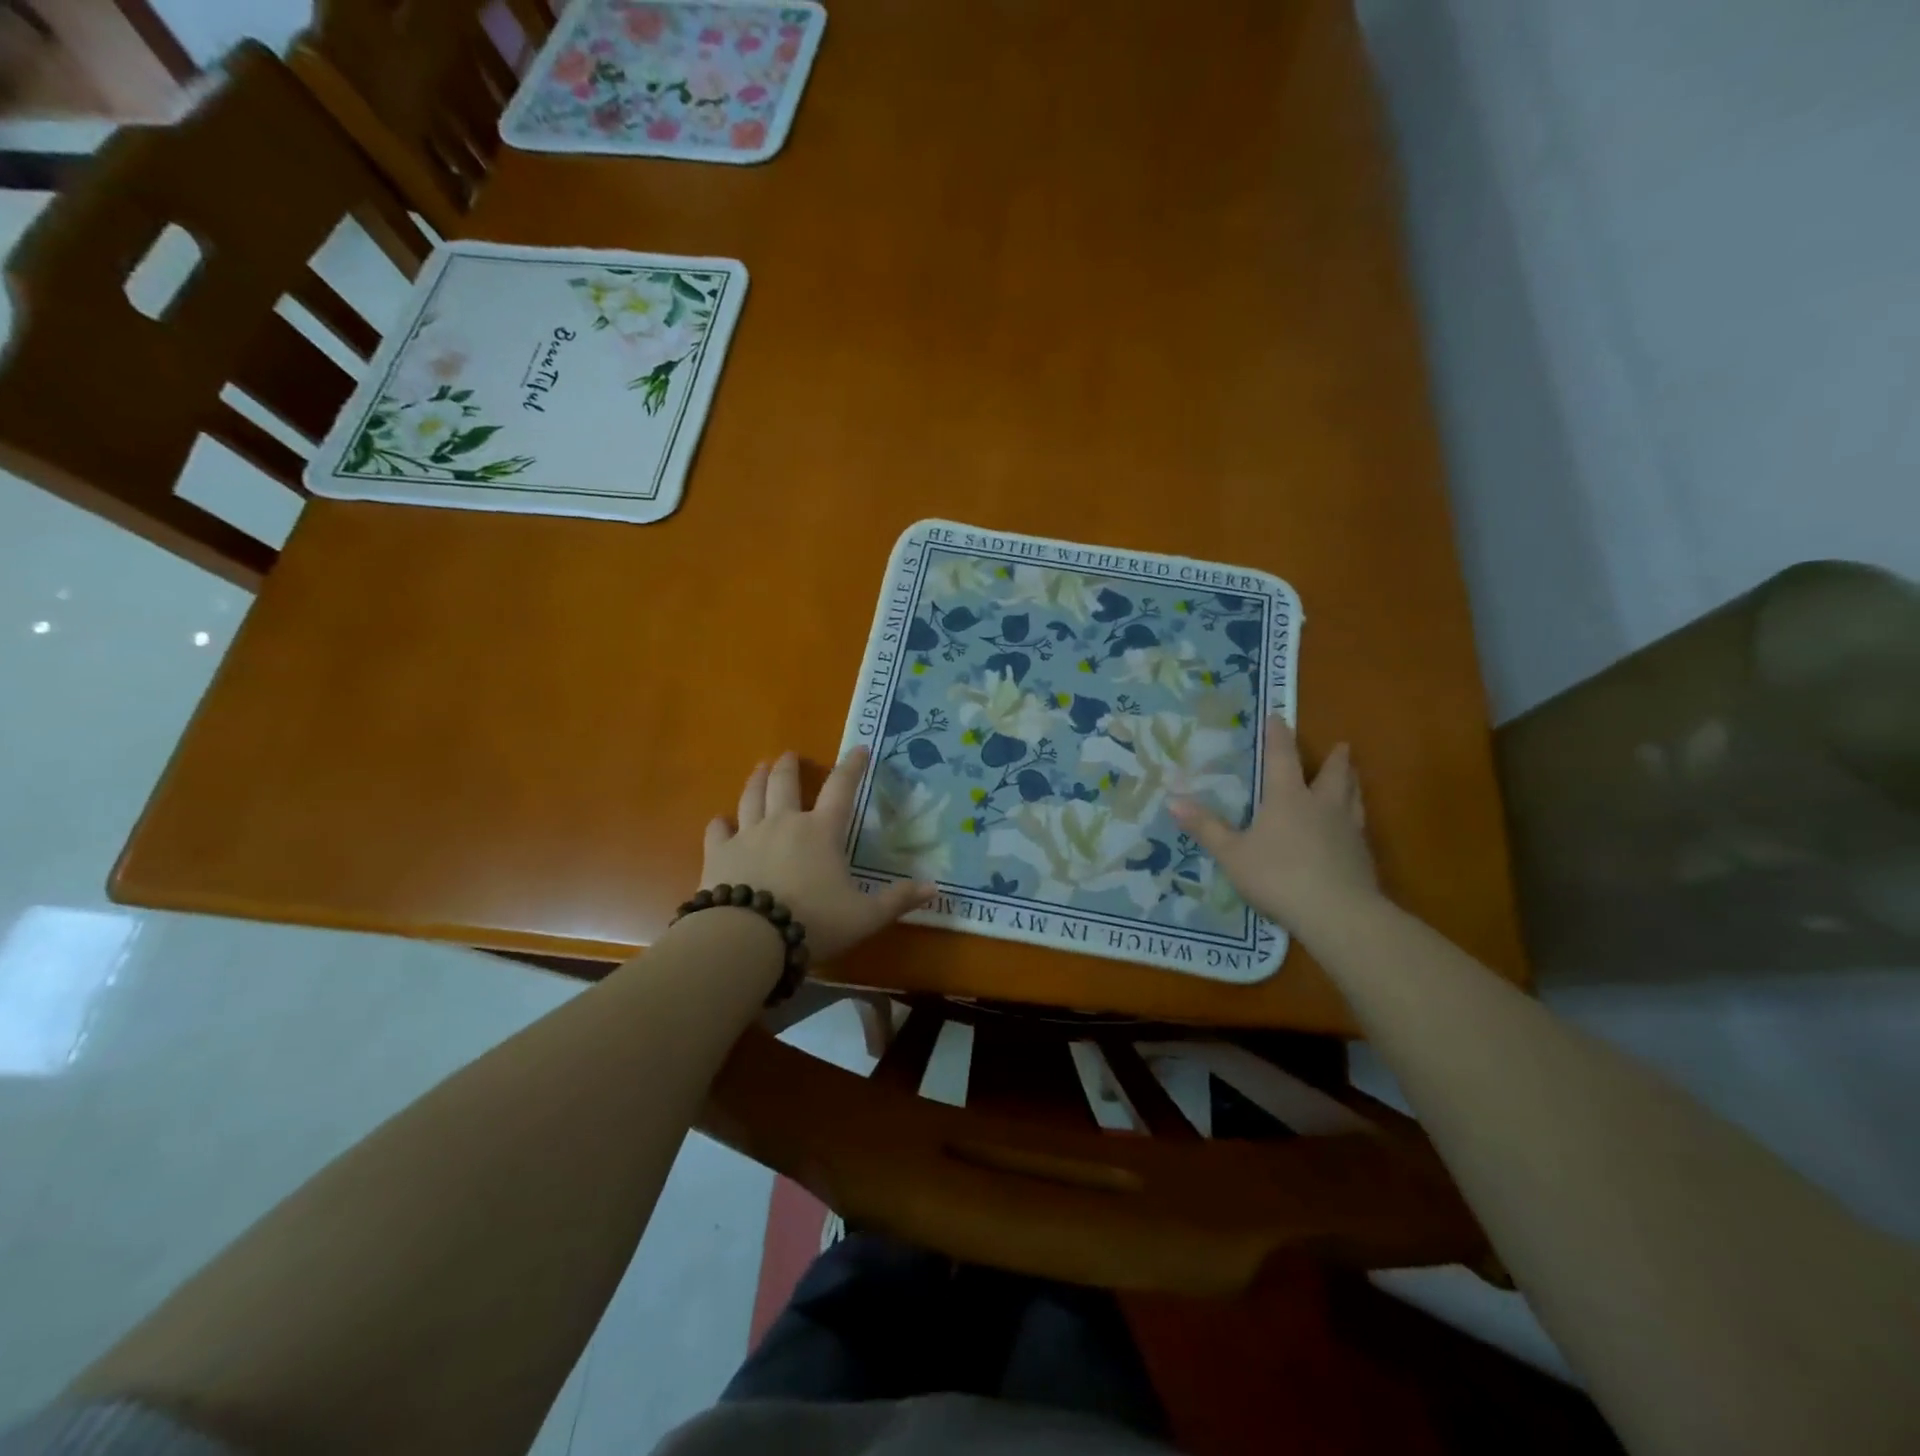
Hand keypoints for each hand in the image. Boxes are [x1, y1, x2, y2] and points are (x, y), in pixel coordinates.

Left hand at [701, 747, 933, 963]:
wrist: (748, 937)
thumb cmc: (813, 922)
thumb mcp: (864, 916)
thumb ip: (898, 900)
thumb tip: (935, 888)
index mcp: (821, 831)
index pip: (841, 788)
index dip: (852, 767)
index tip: (858, 749)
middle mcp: (784, 823)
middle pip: (784, 783)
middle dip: (789, 766)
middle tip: (789, 755)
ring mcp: (747, 835)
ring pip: (751, 797)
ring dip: (756, 780)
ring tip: (759, 768)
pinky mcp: (718, 854)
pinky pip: (718, 830)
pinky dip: (720, 823)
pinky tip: (720, 821)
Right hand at [1170, 715, 1379, 937]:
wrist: (1338, 914)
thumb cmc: (1278, 876)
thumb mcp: (1232, 854)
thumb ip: (1206, 828)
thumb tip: (1172, 801)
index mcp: (1288, 798)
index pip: (1282, 757)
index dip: (1278, 736)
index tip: (1279, 716)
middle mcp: (1321, 805)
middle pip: (1333, 774)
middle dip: (1335, 758)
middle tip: (1342, 745)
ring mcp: (1347, 830)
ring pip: (1354, 797)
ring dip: (1352, 783)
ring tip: (1353, 776)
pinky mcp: (1362, 856)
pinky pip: (1360, 826)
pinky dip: (1355, 818)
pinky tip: (1353, 828)